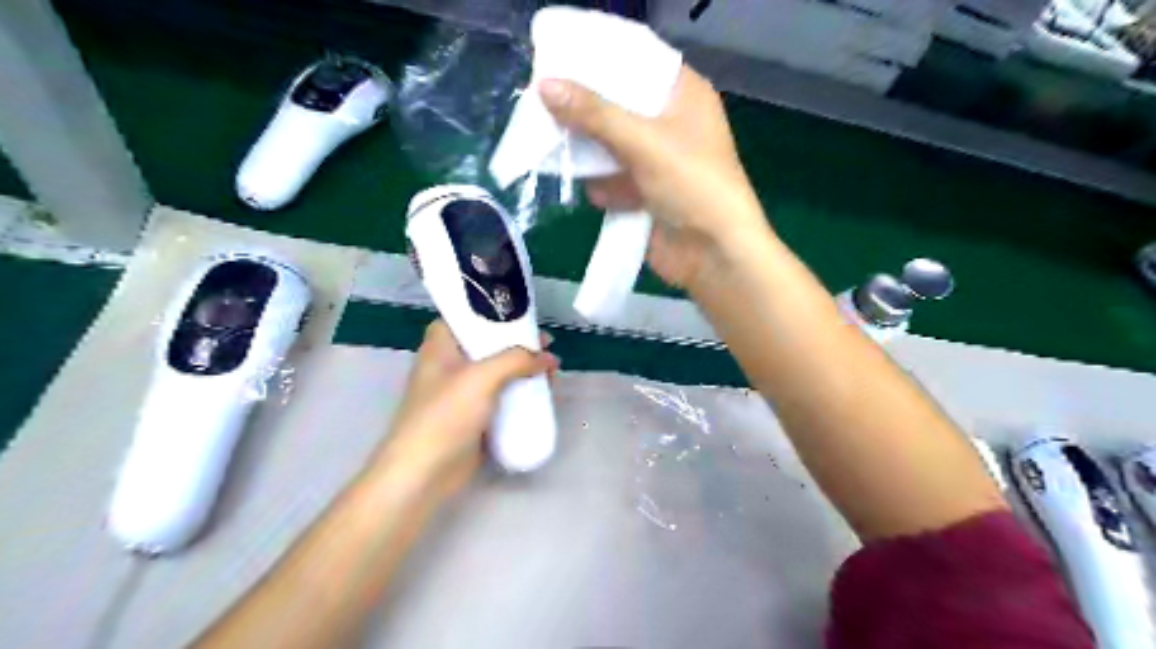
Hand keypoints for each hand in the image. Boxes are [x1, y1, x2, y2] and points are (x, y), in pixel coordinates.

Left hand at [365, 321, 553, 499]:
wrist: (424, 473)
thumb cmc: (445, 415)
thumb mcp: (481, 378)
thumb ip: (517, 360)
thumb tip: (550, 357)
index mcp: (441, 347)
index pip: (466, 317)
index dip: (494, 313)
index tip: (524, 317)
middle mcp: (450, 365)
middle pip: (489, 345)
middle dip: (519, 345)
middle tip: (547, 347)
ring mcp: (462, 394)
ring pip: (499, 373)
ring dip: (524, 372)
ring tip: (551, 372)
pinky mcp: (474, 418)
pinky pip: (502, 399)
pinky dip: (520, 395)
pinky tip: (542, 396)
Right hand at [537, 67, 770, 289]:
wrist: (713, 255)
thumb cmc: (692, 185)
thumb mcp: (644, 143)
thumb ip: (594, 114)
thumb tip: (545, 85)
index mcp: (683, 95)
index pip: (636, 62)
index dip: (599, 61)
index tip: (557, 61)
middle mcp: (670, 123)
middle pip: (618, 105)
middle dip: (586, 112)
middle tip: (545, 107)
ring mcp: (657, 160)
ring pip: (611, 145)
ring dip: (590, 153)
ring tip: (561, 152)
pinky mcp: (646, 192)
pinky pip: (614, 178)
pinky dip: (604, 186)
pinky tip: (601, 196)